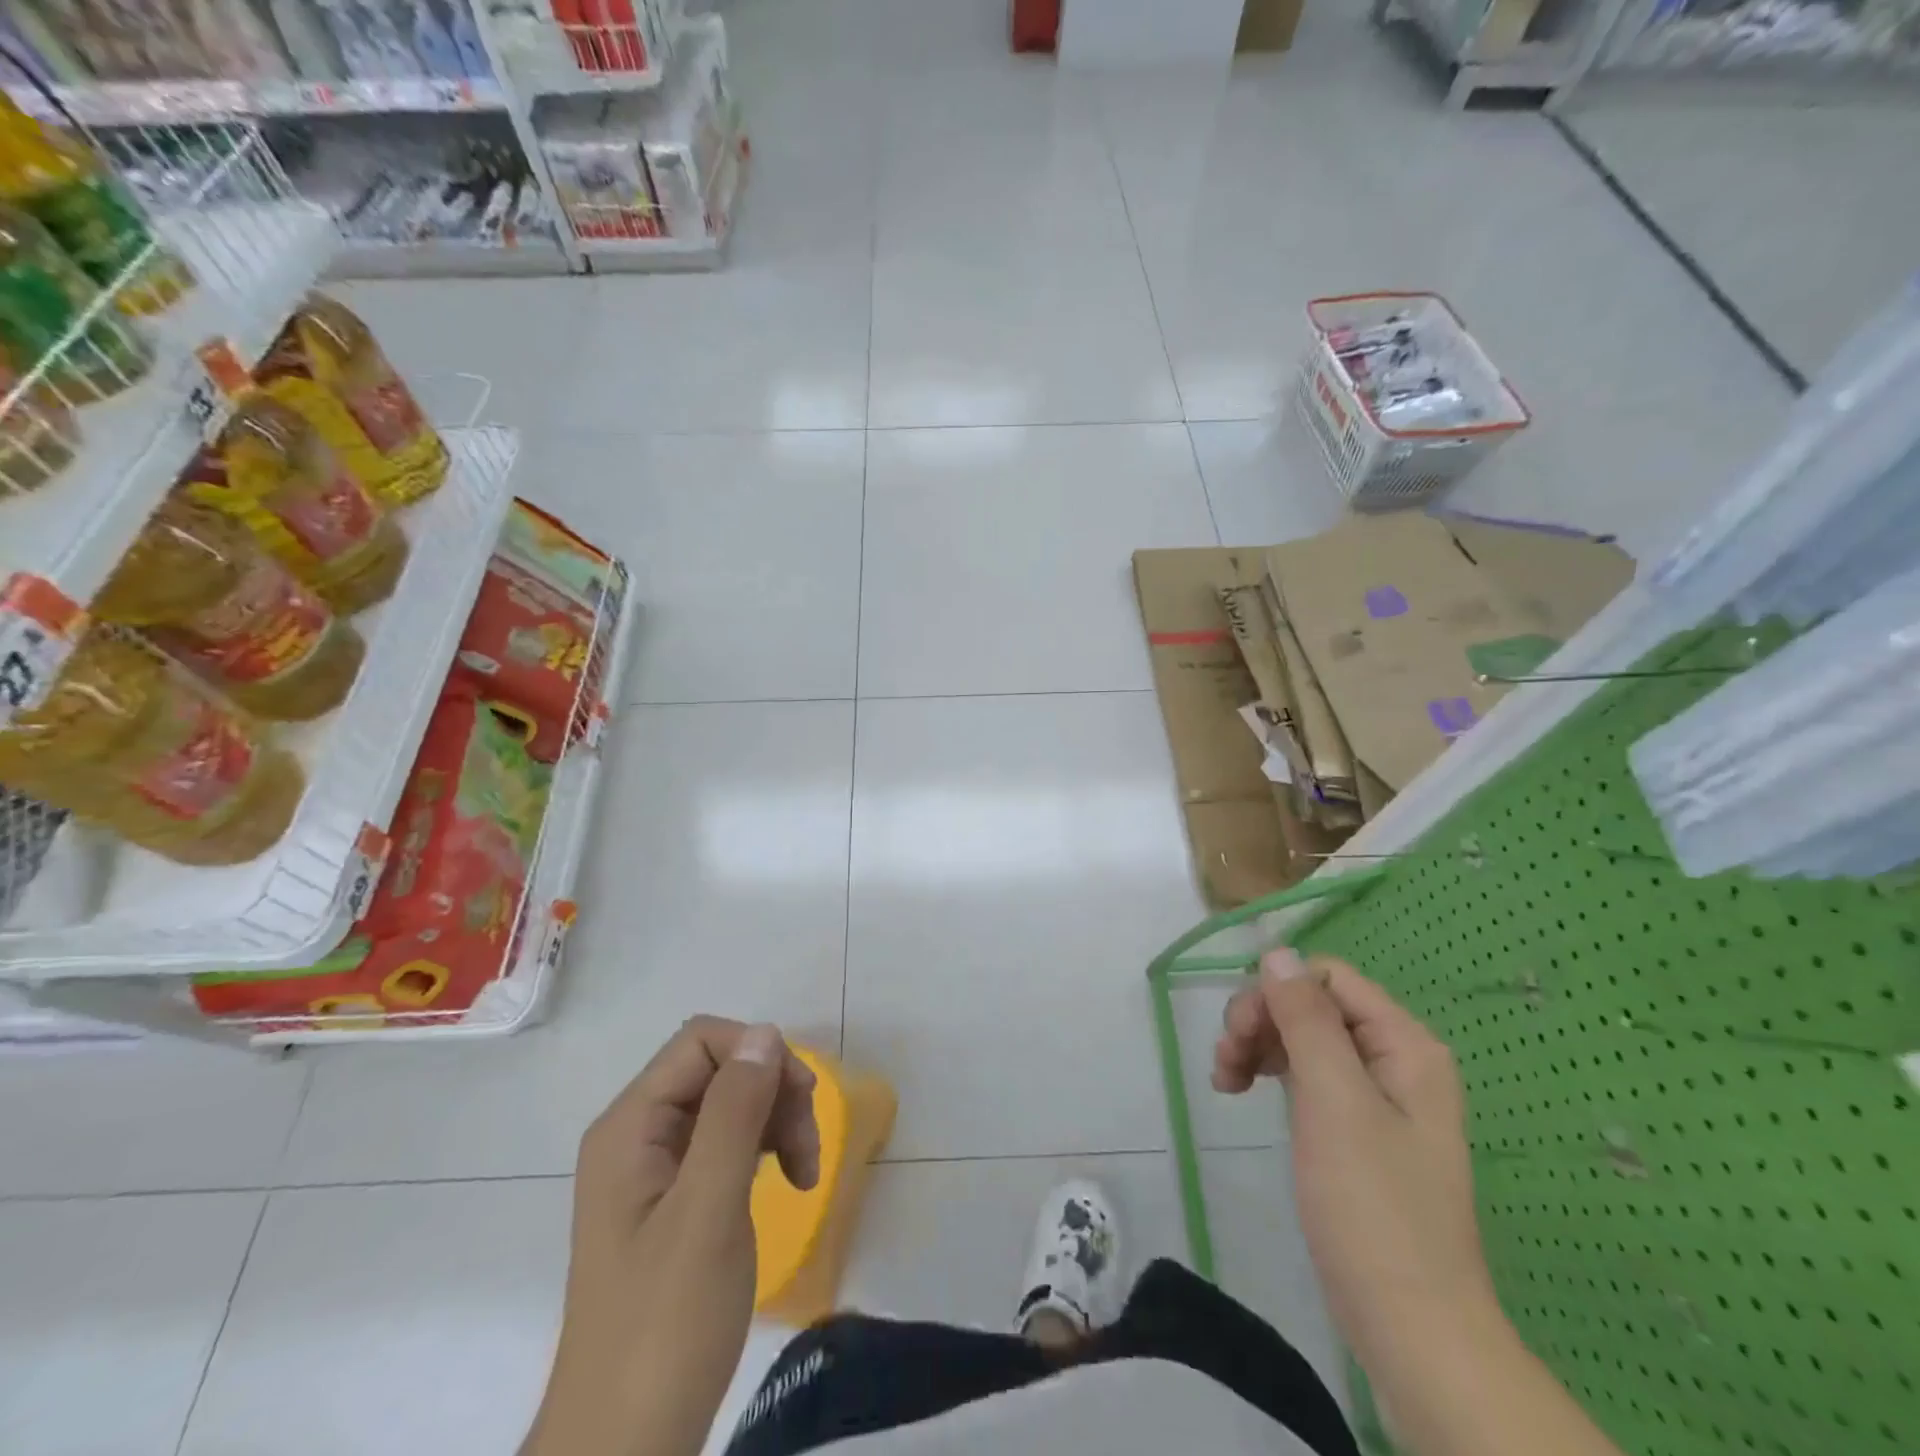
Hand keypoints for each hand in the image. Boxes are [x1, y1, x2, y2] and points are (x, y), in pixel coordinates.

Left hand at [524, 1018, 819, 1455]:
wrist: (624, 1449)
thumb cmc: (665, 1326)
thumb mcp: (708, 1211)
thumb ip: (734, 1114)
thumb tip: (764, 1033)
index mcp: (630, 1126)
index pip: (701, 1041)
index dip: (757, 1054)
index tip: (800, 1100)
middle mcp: (637, 1134)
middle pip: (719, 1069)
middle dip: (772, 1092)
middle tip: (807, 1149)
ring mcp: (655, 1168)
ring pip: (730, 1103)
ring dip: (776, 1122)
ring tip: (806, 1173)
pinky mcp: (675, 1199)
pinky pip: (727, 1142)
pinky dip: (764, 1150)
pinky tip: (788, 1180)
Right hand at [1212, 951, 1497, 1379]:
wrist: (1409, 1324)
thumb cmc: (1372, 1205)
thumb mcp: (1334, 1099)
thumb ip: (1305, 1019)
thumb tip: (1277, 952)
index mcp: (1404, 1044)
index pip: (1327, 978)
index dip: (1276, 992)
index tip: (1239, 1033)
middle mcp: (1394, 1058)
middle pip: (1311, 1005)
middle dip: (1261, 1021)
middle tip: (1225, 1061)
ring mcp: (1375, 1094)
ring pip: (1302, 1037)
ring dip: (1257, 1046)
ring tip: (1224, 1081)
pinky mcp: (1354, 1126)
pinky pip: (1305, 1074)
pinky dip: (1270, 1073)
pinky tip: (1242, 1091)